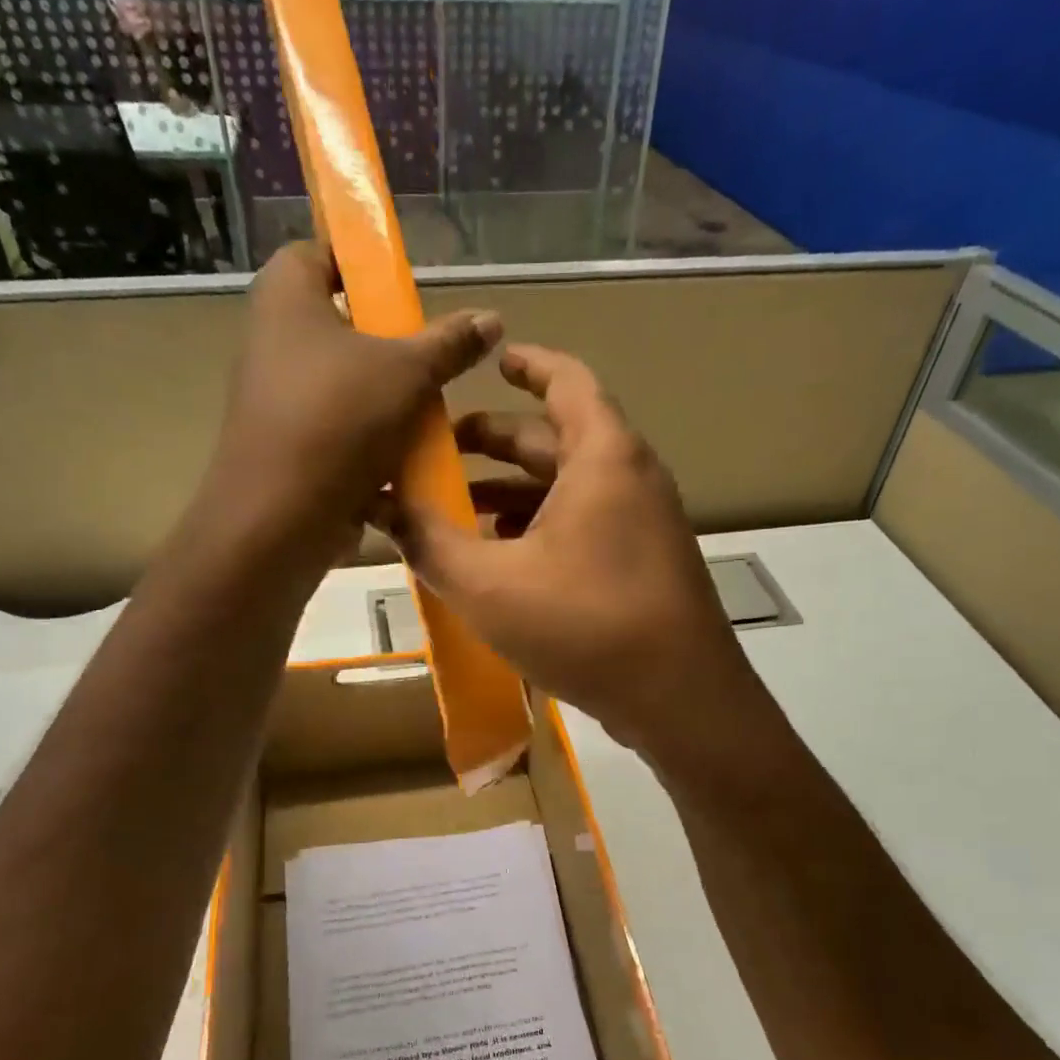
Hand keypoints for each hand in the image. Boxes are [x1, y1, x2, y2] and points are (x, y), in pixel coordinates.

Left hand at [204, 242, 500, 567]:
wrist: (281, 518)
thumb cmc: (339, 421)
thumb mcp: (409, 372)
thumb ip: (450, 343)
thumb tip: (491, 318)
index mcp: (287, 297)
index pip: (321, 252)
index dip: (364, 264)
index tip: (406, 290)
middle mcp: (272, 340)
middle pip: (341, 325)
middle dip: (389, 344)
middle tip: (430, 358)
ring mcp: (277, 398)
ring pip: (345, 385)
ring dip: (387, 399)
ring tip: (430, 413)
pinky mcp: (289, 446)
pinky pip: (339, 430)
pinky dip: (370, 440)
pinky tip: (409, 456)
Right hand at [376, 344, 773, 771]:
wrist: (681, 701)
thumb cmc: (586, 625)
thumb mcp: (489, 584)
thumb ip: (429, 541)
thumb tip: (378, 505)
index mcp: (602, 457)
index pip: (566, 381)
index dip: (526, 364)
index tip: (488, 359)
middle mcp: (629, 479)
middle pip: (556, 439)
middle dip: (495, 442)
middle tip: (439, 451)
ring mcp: (642, 525)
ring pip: (567, 489)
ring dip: (512, 494)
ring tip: (457, 511)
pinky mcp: (641, 566)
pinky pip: (583, 527)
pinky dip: (539, 529)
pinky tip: (501, 562)